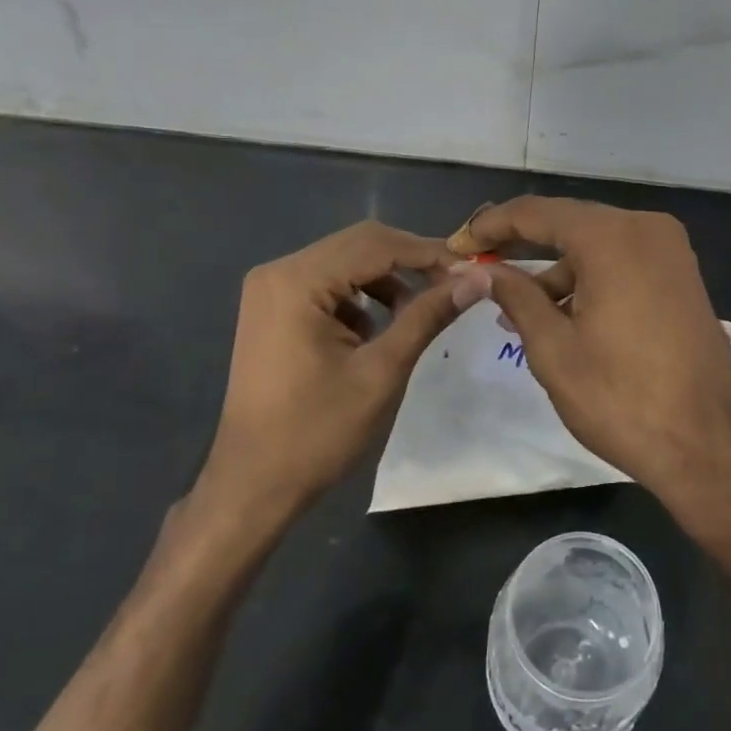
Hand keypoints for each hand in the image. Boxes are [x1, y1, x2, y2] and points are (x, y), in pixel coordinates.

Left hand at [190, 221, 491, 530]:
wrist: (252, 485)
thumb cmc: (317, 432)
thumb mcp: (382, 371)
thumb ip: (428, 316)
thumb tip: (478, 279)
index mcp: (297, 280)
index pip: (377, 244)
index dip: (430, 253)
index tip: (474, 269)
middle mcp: (279, 271)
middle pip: (360, 244)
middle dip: (412, 260)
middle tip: (457, 283)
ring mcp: (271, 289)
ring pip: (346, 262)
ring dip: (389, 278)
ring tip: (424, 308)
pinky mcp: (274, 308)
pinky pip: (329, 283)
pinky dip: (363, 295)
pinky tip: (382, 326)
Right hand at [458, 197, 730, 524]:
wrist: (706, 444)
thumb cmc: (621, 398)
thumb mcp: (554, 349)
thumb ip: (516, 297)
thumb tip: (483, 270)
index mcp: (612, 237)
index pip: (537, 213)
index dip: (492, 225)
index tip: (458, 245)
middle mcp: (646, 228)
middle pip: (570, 223)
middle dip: (523, 245)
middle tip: (481, 267)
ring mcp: (671, 250)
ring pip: (598, 245)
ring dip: (558, 269)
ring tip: (519, 310)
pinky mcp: (682, 276)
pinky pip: (624, 262)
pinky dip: (591, 279)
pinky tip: (564, 313)